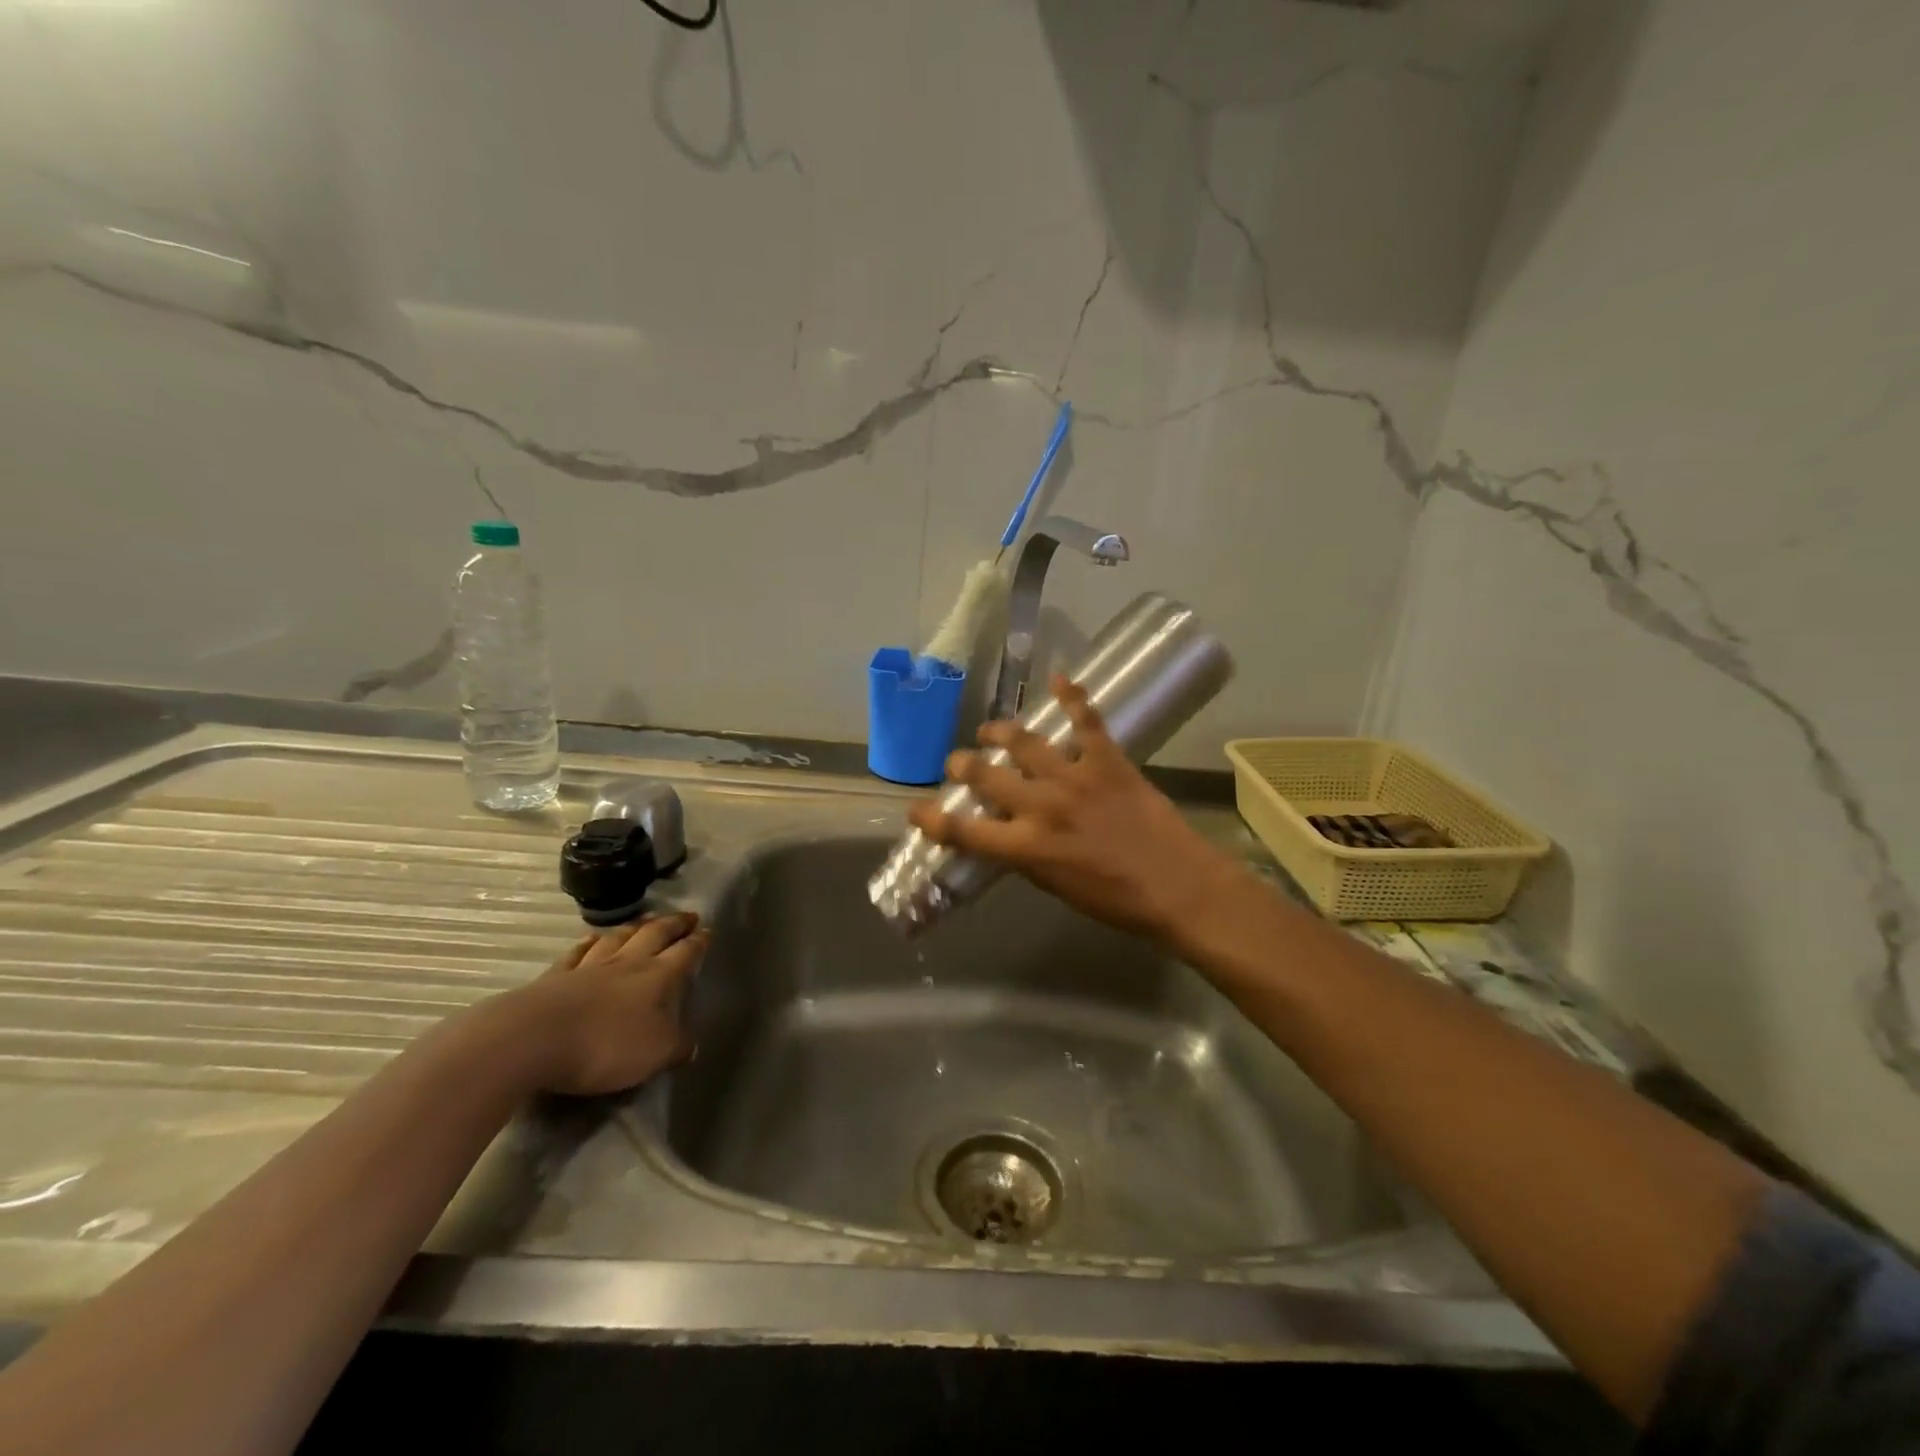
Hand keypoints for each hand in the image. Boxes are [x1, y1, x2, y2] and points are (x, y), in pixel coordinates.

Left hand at [508, 913, 709, 1095]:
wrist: (533, 1040)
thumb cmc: (605, 1046)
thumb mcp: (654, 1054)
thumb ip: (677, 1047)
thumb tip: (693, 1044)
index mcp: (657, 977)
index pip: (685, 953)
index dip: (698, 942)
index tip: (708, 931)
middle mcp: (627, 964)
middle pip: (655, 935)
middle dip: (674, 924)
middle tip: (687, 915)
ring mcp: (588, 967)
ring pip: (618, 938)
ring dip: (636, 927)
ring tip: (647, 919)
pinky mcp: (555, 978)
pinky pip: (578, 953)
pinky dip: (589, 943)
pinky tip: (592, 938)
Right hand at [907, 674, 1239, 944]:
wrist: (1178, 886)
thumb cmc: (1117, 900)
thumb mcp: (1057, 887)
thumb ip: (1027, 857)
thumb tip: (1010, 835)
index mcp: (1027, 847)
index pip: (964, 830)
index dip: (933, 819)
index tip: (916, 811)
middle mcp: (1042, 806)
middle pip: (986, 774)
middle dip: (962, 765)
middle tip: (958, 763)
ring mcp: (1075, 778)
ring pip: (1024, 741)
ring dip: (1000, 731)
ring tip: (991, 730)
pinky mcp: (1108, 760)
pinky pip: (1086, 720)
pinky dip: (1072, 695)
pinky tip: (1059, 677)